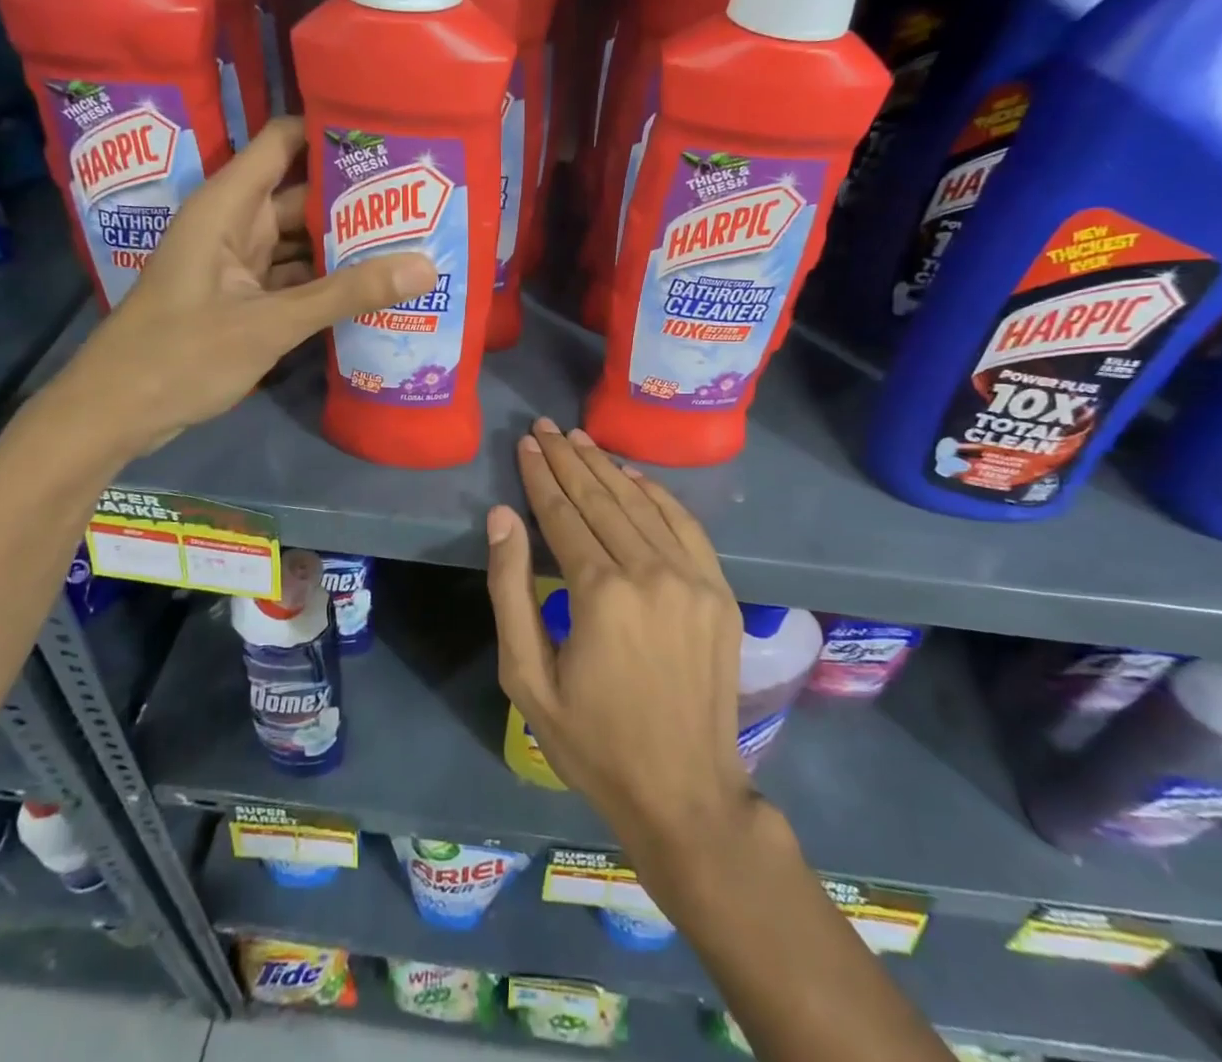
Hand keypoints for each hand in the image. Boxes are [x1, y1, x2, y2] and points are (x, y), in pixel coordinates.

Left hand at [57, 117, 435, 456]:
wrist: (115, 413)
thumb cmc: (180, 355)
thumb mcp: (269, 323)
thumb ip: (345, 294)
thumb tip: (425, 266)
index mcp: (227, 206)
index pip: (284, 142)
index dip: (332, 131)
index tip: (391, 135)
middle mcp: (234, 224)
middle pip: (302, 194)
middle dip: (356, 196)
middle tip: (422, 198)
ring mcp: (238, 264)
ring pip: (301, 240)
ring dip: (346, 243)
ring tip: (411, 238)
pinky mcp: (242, 298)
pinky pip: (294, 276)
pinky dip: (327, 281)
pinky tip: (372, 286)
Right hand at [487, 418, 753, 850]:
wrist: (685, 793)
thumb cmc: (593, 742)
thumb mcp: (527, 678)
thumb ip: (510, 590)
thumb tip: (502, 517)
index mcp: (599, 593)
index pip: (562, 514)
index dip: (540, 476)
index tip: (525, 443)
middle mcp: (649, 571)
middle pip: (601, 498)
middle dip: (568, 459)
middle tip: (545, 428)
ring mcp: (691, 578)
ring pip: (641, 504)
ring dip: (607, 467)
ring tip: (579, 439)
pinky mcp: (719, 590)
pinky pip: (684, 524)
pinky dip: (656, 493)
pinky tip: (633, 475)